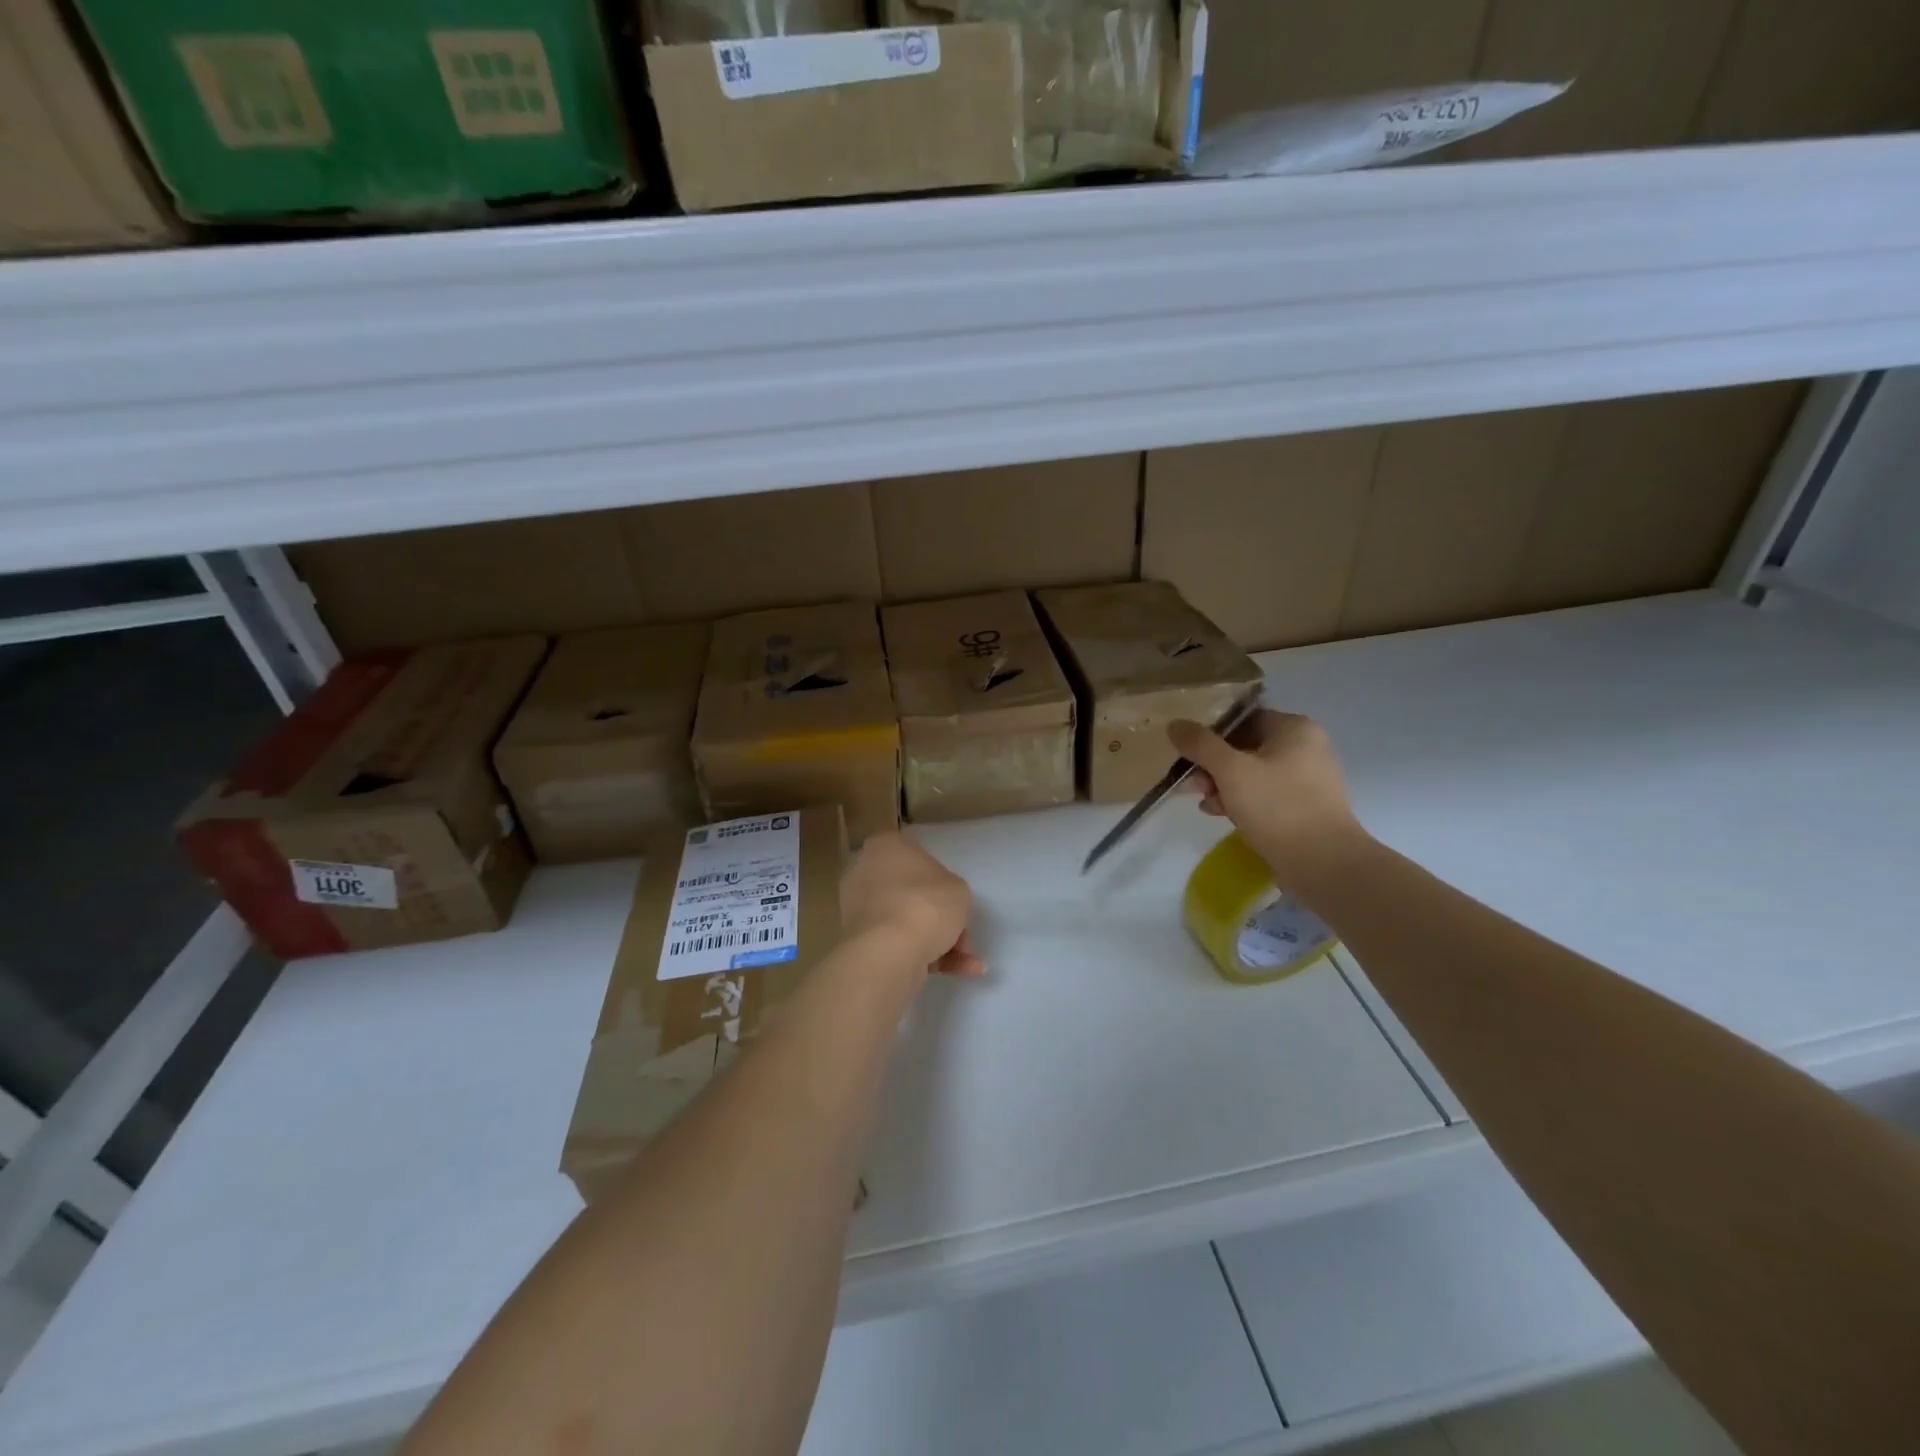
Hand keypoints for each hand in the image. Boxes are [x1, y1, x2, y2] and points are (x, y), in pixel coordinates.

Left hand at [839, 833, 983, 978]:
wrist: (891, 951)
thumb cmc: (926, 904)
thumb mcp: (958, 889)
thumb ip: (951, 890)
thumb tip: (941, 902)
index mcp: (885, 847)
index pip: (912, 853)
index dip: (937, 877)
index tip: (952, 896)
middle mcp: (865, 873)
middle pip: (910, 892)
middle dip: (940, 917)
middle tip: (962, 935)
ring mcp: (859, 909)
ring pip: (906, 921)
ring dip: (939, 941)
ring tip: (968, 963)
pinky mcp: (860, 942)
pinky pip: (897, 943)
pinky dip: (925, 956)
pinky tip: (959, 971)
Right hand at [1169, 710, 1368, 888]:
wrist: (1324, 864)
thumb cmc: (1277, 807)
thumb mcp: (1230, 771)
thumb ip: (1200, 744)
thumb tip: (1175, 724)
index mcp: (1295, 729)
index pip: (1243, 719)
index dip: (1211, 735)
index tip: (1188, 755)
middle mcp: (1306, 747)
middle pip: (1245, 747)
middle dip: (1213, 766)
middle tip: (1193, 785)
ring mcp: (1308, 779)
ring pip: (1252, 773)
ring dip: (1223, 785)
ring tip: (1205, 804)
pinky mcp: (1304, 807)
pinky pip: (1265, 794)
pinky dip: (1242, 801)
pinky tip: (1222, 814)